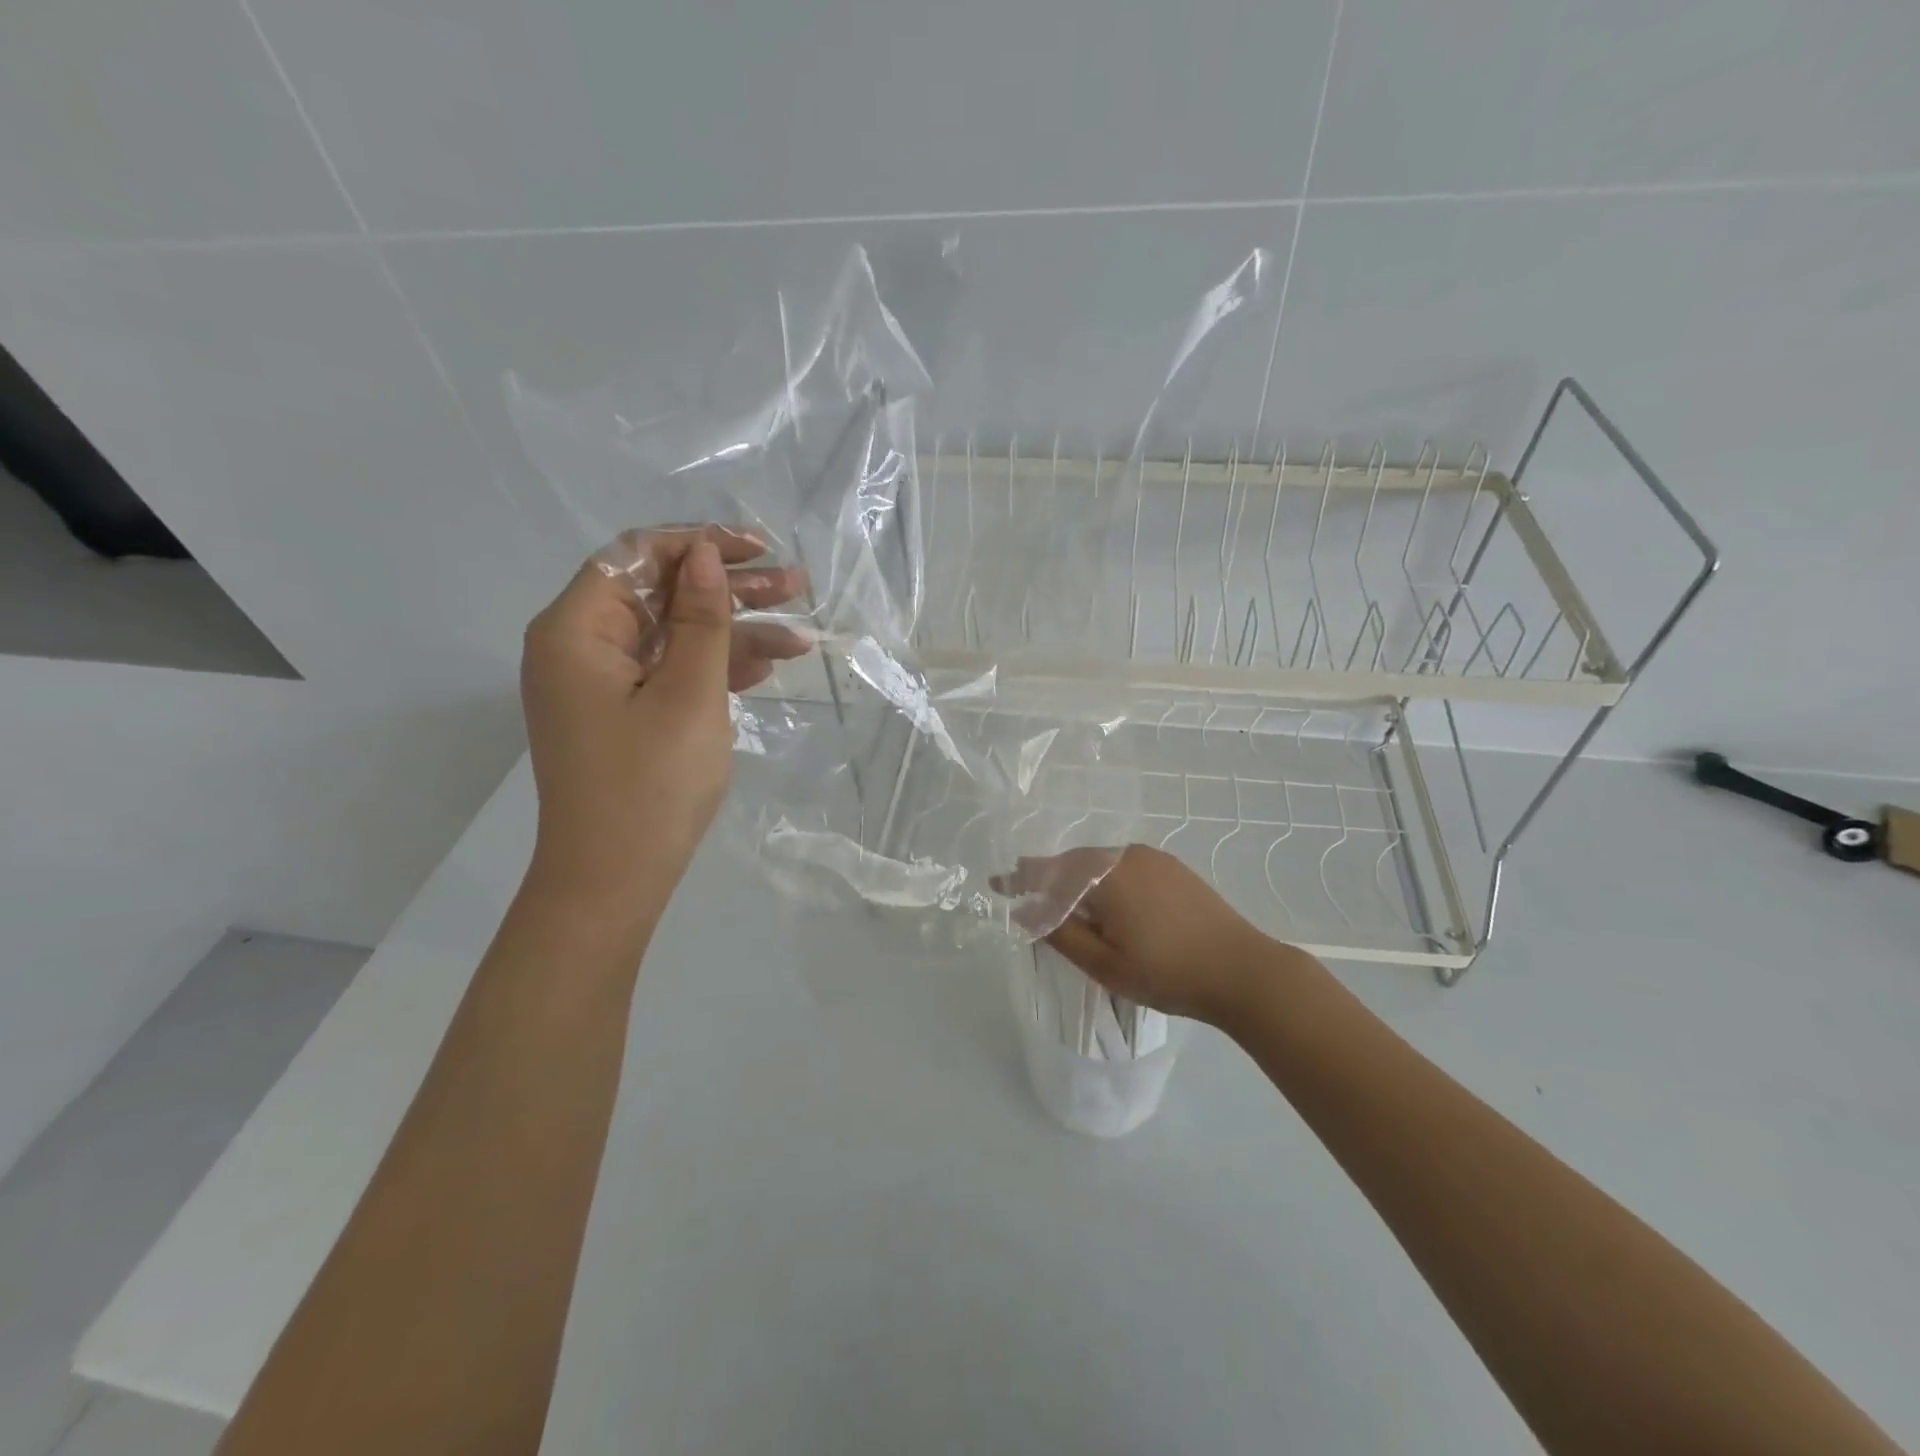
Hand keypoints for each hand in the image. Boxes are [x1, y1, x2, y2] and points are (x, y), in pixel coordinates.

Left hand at [520, 525, 808, 910]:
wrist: (614, 881)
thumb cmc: (650, 786)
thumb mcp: (689, 696)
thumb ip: (703, 621)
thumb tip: (706, 555)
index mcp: (577, 630)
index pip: (637, 557)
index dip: (700, 545)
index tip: (760, 550)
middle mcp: (581, 646)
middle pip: (660, 594)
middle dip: (730, 589)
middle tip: (797, 585)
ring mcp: (602, 683)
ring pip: (674, 634)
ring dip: (734, 631)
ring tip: (802, 635)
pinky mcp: (623, 713)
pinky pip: (671, 672)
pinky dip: (715, 667)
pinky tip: (766, 667)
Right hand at [1020, 845, 1299, 1024]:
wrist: (1244, 970)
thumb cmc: (1167, 973)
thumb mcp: (1104, 964)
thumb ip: (1060, 934)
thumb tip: (1024, 911)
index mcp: (1104, 875)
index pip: (1048, 871)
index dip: (1019, 879)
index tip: (996, 884)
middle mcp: (1125, 855)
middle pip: (1073, 863)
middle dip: (1048, 878)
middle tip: (1026, 896)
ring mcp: (1152, 858)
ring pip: (1099, 864)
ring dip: (1078, 880)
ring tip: (1065, 904)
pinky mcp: (1172, 868)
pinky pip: (1124, 866)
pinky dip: (1105, 880)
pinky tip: (1108, 903)